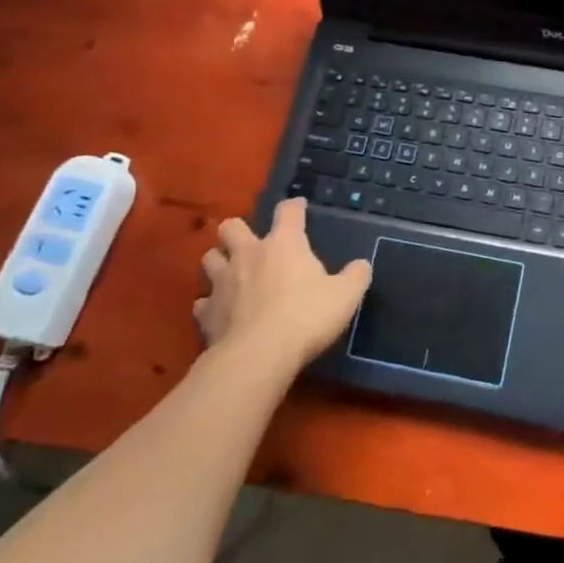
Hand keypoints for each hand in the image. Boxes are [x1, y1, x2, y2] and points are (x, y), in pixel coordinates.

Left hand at [196, 198, 371, 371]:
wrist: (258, 356)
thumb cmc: (307, 317)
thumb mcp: (345, 296)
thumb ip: (355, 276)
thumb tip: (361, 265)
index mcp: (284, 244)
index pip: (288, 211)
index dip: (294, 206)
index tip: (299, 207)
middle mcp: (249, 254)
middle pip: (232, 226)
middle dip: (238, 231)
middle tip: (252, 244)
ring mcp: (222, 282)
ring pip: (209, 258)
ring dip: (219, 262)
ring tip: (231, 274)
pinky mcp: (206, 313)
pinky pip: (202, 302)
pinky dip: (210, 304)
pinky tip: (221, 312)